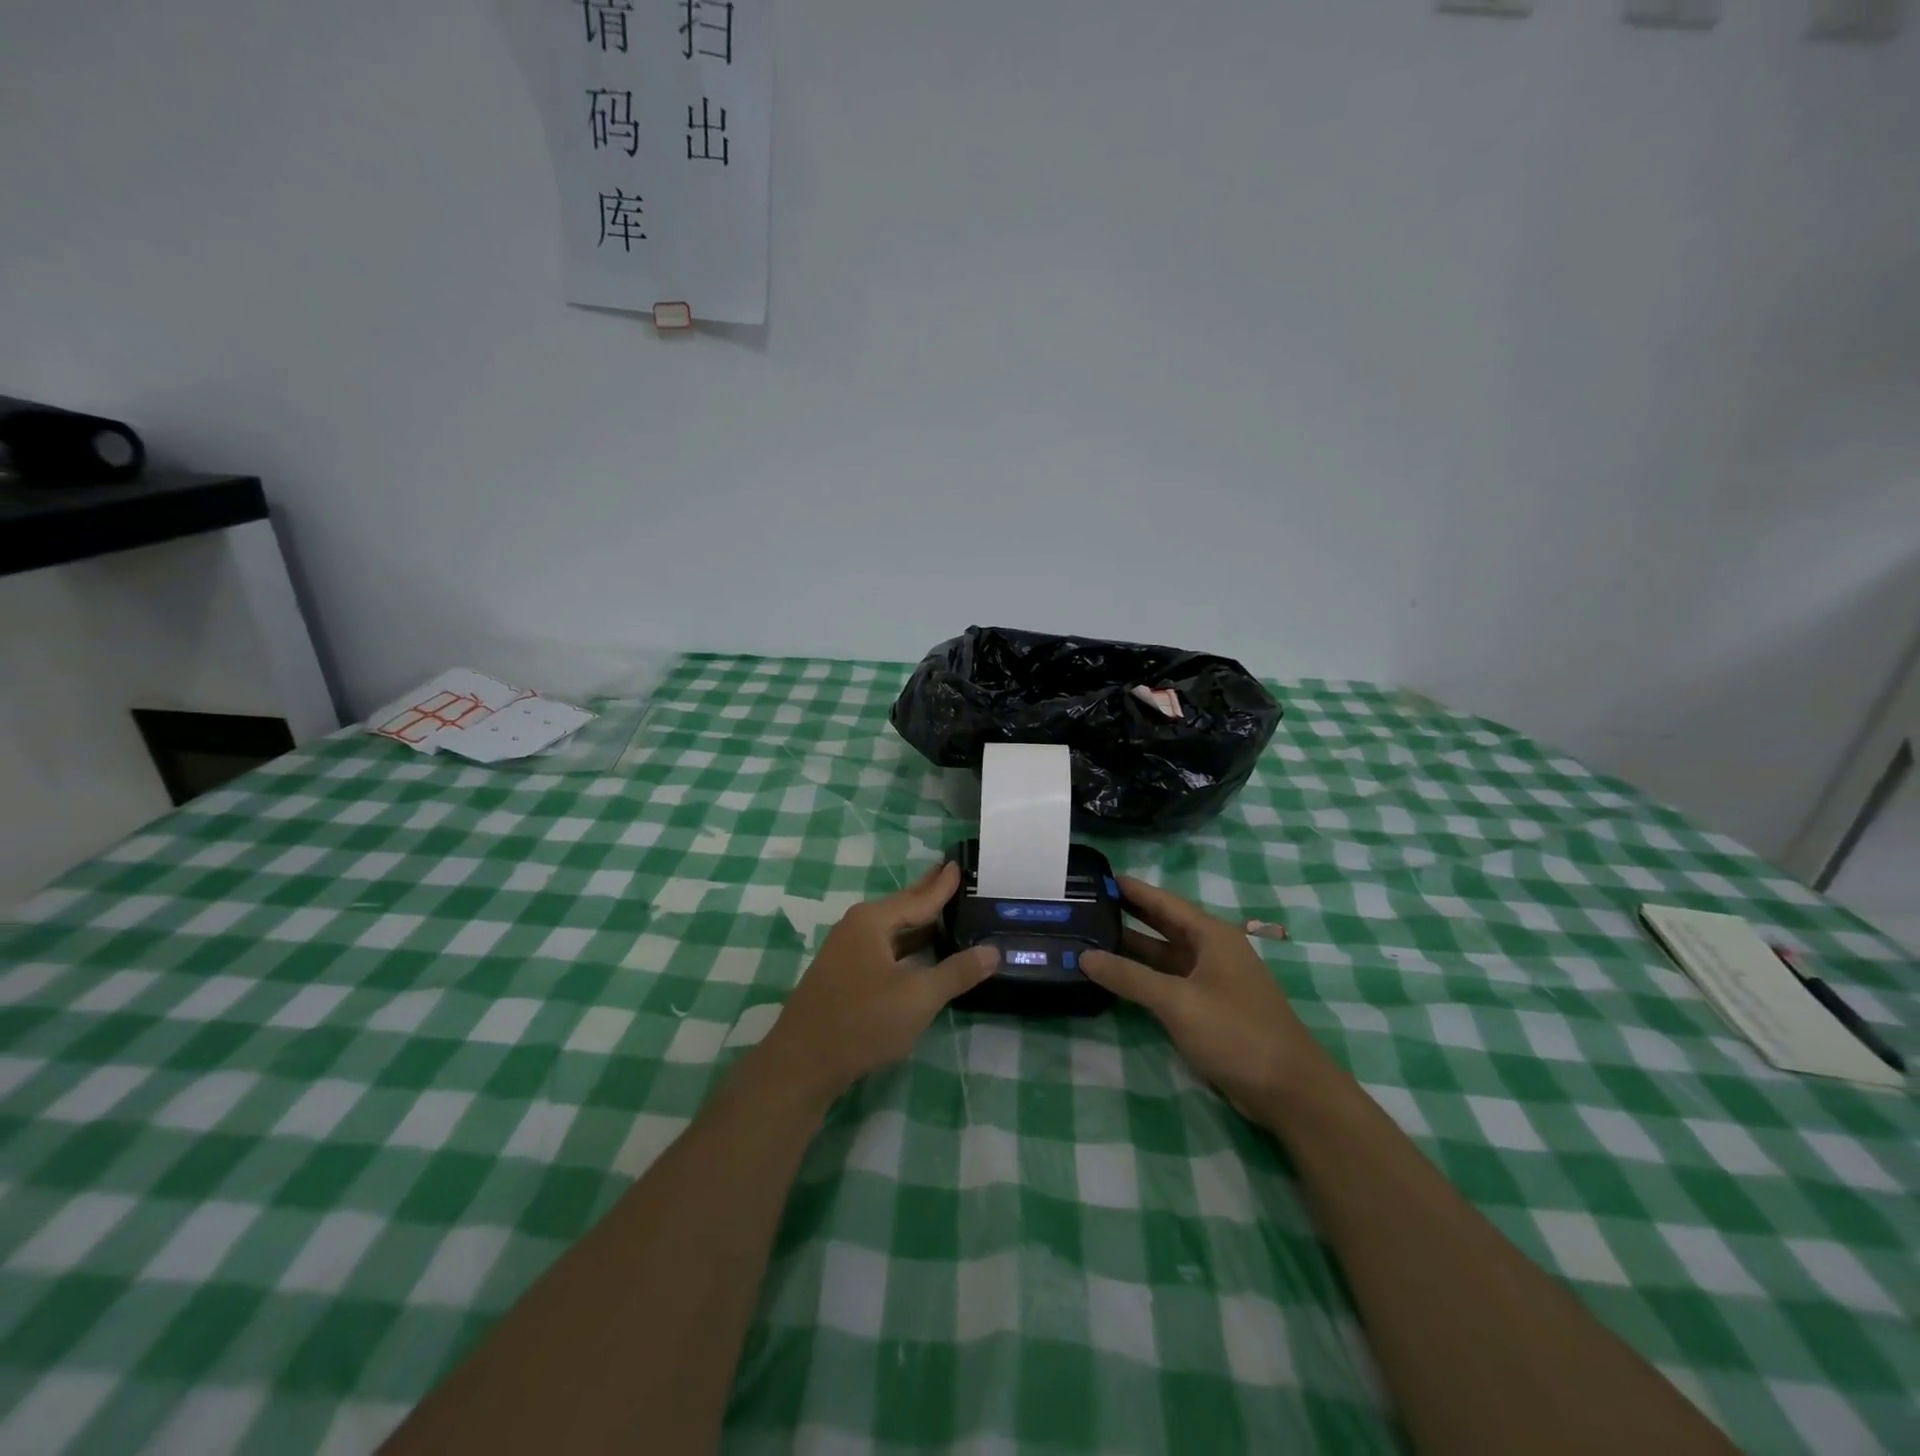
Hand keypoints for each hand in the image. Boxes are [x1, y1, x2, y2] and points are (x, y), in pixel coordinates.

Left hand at [758, 861, 998, 1103]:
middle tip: (949, 873)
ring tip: (941, 912)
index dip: (942, 885)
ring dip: (916, 923)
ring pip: (890, 931)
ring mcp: (845, 953)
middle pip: (901, 907)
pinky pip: (882, 949)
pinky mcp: (842, 977)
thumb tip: (993, 952)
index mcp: (872, 922)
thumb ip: (957, 972)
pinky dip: (904, 945)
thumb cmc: (863, 1021)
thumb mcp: (919, 997)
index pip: (918, 898)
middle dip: (926, 893)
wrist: (802, 1063)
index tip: (957, 864)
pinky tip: (917, 954)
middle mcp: (856, 928)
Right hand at [1081, 877, 1326, 1120]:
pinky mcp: (1207, 1009)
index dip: (1132, 889)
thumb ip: (1129, 977)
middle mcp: (1211, 951)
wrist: (1289, 1091)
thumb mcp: (1178, 1001)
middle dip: (1128, 914)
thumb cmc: (1236, 1032)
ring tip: (1090, 937)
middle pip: (1163, 925)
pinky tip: (1116, 977)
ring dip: (1132, 948)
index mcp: (1212, 935)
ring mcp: (1210, 981)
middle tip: (1085, 905)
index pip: (1164, 902)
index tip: (1098, 876)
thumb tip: (1084, 956)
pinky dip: (1143, 976)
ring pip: (1164, 955)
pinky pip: (1168, 982)